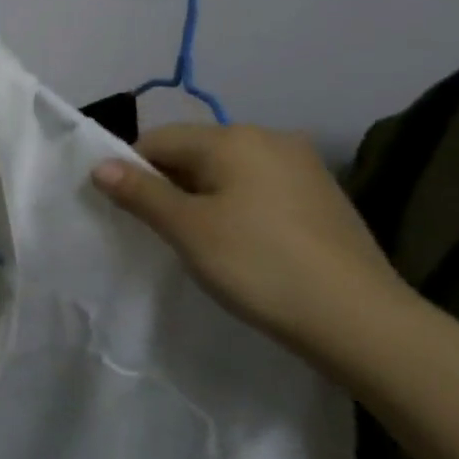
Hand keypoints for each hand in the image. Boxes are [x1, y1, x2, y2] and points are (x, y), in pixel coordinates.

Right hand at [91, 123, 411, 357]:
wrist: (360, 320)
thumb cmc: (259, 265)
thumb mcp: (187, 229)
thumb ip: (140, 192)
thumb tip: (99, 165)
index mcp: (234, 138)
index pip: (158, 139)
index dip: (133, 171)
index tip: (128, 212)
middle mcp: (270, 138)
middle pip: (194, 151)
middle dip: (169, 184)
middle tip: (161, 230)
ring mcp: (303, 166)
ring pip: (227, 171)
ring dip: (202, 197)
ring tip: (199, 240)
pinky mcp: (322, 196)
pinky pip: (258, 188)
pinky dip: (237, 206)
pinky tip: (242, 244)